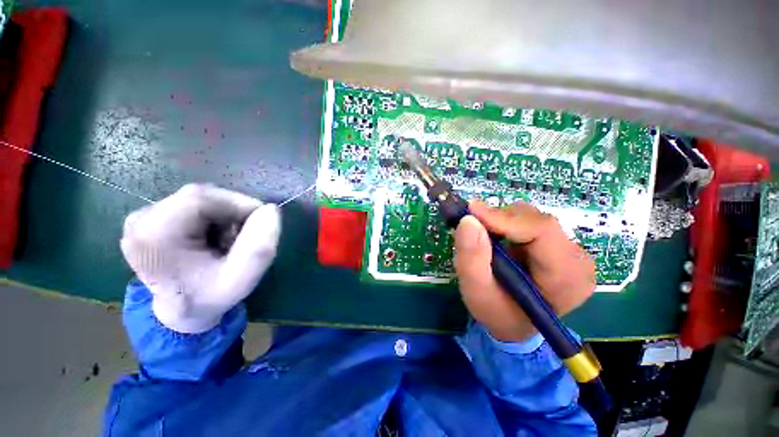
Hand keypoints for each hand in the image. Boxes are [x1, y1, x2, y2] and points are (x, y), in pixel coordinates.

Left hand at [121, 184, 280, 333]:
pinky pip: (194, 204)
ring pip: (201, 199)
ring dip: (226, 215)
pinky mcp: (151, 217)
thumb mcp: (242, 280)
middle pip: (201, 196)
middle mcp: (141, 220)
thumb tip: (271, 209)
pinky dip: (215, 217)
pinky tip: (215, 237)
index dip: (238, 204)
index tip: (260, 225)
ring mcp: (143, 217)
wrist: (182, 311)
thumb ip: (260, 248)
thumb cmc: (210, 297)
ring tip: (229, 241)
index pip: (201, 198)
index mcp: (154, 236)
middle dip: (233, 212)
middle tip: (245, 238)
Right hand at [454, 201, 594, 342]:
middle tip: (472, 227)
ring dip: (501, 222)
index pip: (540, 231)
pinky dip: (506, 225)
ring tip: (484, 239)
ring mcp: (571, 250)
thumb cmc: (497, 313)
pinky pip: (529, 221)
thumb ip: (471, 258)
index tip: (471, 213)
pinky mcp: (559, 244)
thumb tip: (468, 220)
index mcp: (566, 278)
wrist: (514, 323)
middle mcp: (577, 260)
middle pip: (536, 220)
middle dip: (499, 220)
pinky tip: (496, 240)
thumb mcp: (476, 292)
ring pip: (531, 217)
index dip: (503, 218)